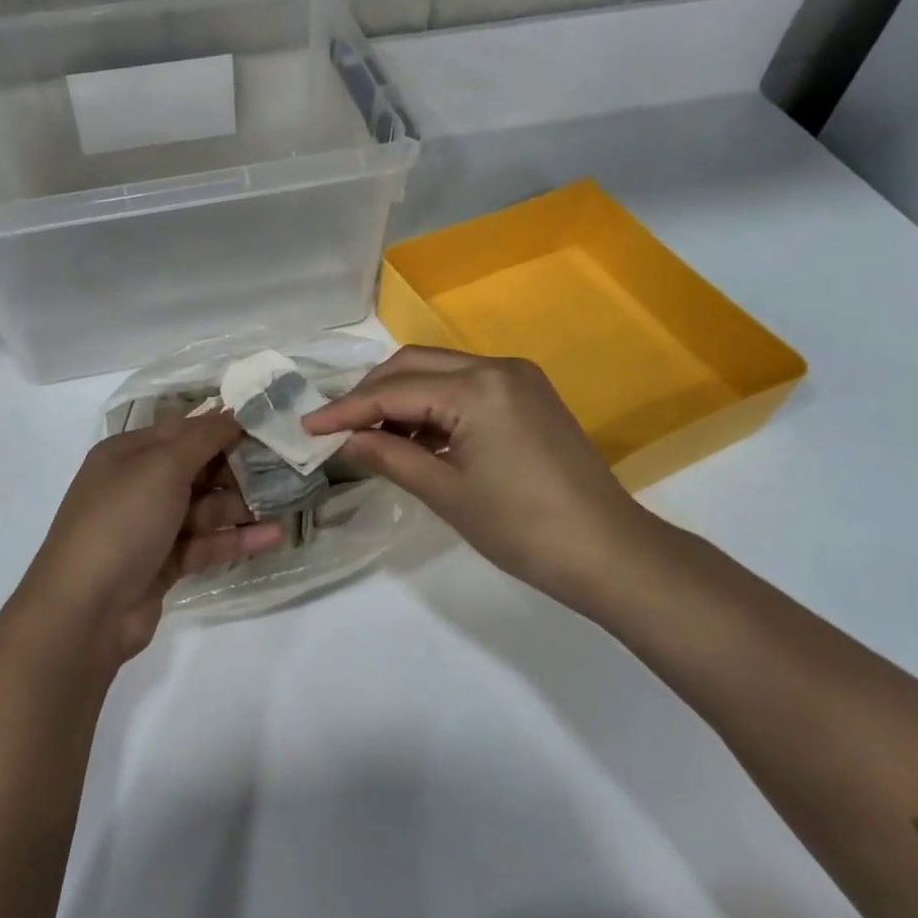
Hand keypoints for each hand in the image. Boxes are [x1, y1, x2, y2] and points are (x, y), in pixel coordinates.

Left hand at [13, 412, 284, 667]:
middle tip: (285, 465)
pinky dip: (236, 539)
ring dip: (242, 505)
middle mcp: (137, 486)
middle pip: (196, 469)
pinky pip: (206, 543)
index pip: (182, 430)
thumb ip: (202, 438)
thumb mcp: (161, 467)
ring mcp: (150, 528)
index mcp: (127, 454)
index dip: (221, 426)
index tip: (266, 424)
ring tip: (287, 502)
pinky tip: (273, 536)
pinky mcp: (164, 565)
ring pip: (204, 508)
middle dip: (237, 467)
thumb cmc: (121, 522)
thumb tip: (233, 411)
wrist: (84, 612)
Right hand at [302, 347, 660, 604]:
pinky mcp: (529, 395)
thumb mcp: (446, 493)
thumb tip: (344, 440)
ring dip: (403, 398)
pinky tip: (416, 437)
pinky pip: (466, 387)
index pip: (394, 390)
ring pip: (440, 372)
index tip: (308, 426)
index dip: (346, 409)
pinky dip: (435, 406)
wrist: (609, 552)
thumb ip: (389, 457)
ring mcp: (517, 378)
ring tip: (371, 436)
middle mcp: (497, 367)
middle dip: (372, 393)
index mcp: (476, 388)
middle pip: (415, 365)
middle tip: (338, 427)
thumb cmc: (522, 529)